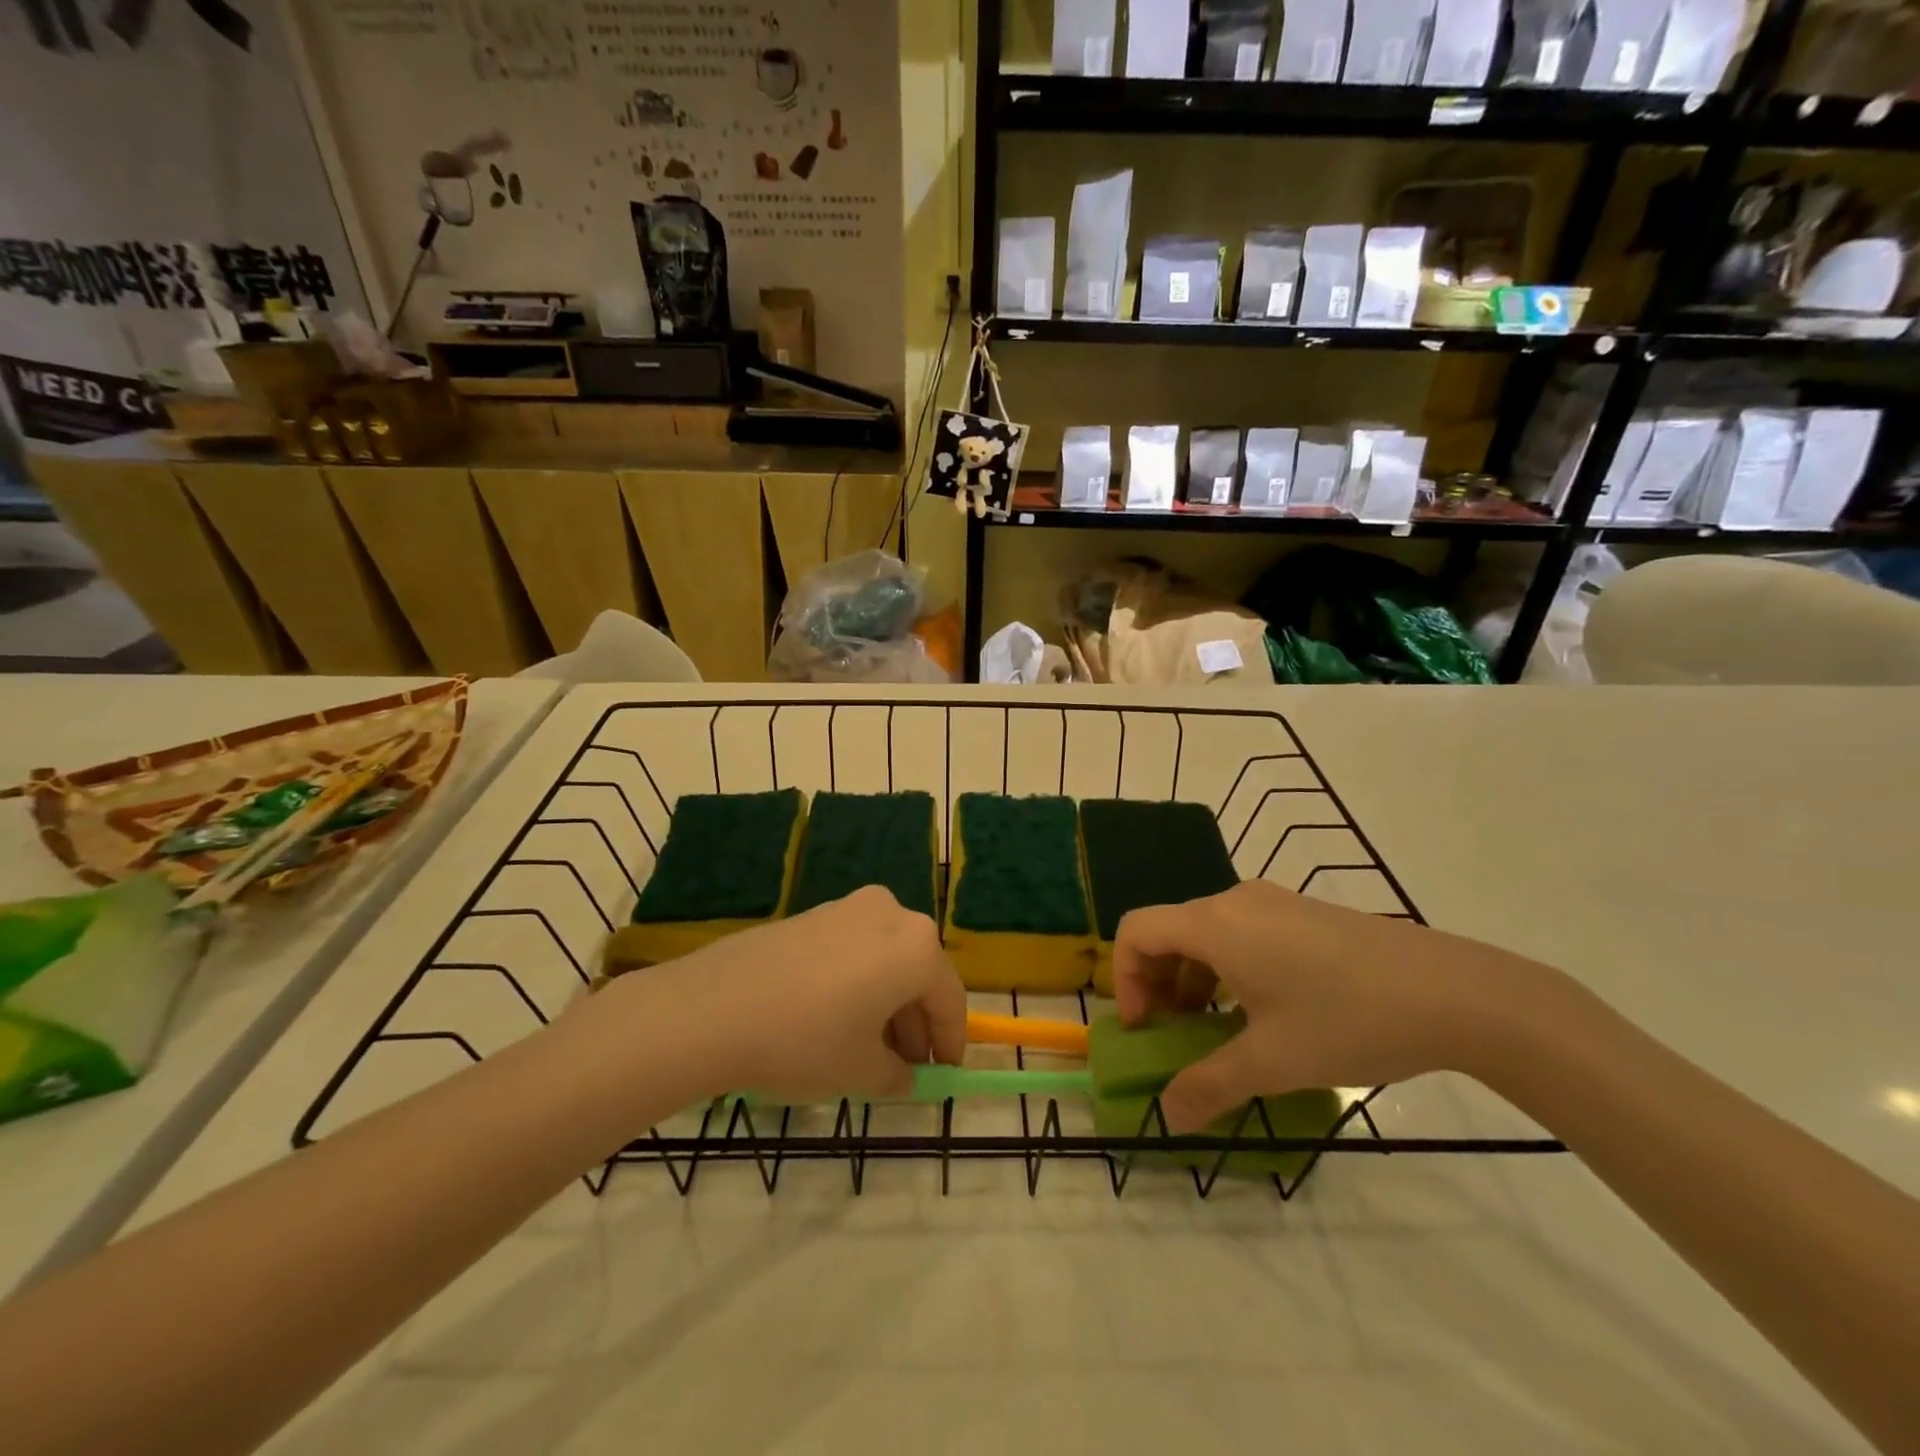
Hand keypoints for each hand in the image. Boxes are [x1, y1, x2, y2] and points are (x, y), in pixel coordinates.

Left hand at [608, 885, 968, 1103]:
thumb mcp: (860, 1071)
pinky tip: (834, 1018)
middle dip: (915, 1022)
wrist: (712, 1008)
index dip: (950, 1041)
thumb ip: (896, 1073)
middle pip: (918, 973)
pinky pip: (853, 950)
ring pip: (885, 959)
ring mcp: (848, 908)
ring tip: (866, 1047)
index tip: (944, 1073)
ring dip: (886, 1002)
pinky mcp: (813, 913)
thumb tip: (904, 1073)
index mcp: (916, 947)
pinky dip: (857, 982)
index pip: (949, 998)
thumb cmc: (804, 1041)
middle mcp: (891, 914)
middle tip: (904, 1065)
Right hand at [1113, 880, 1543, 1131]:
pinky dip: (1228, 968)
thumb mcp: (1272, 1062)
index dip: (1124, 978)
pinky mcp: (1304, 914)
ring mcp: (1274, 903)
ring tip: (1215, 1029)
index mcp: (1215, 924)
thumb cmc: (1347, 1019)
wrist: (1455, 993)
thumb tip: (1168, 1118)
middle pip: (1169, 931)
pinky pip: (1242, 933)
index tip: (1145, 1029)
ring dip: (1192, 979)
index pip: (1136, 930)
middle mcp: (1235, 901)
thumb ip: (1209, 1086)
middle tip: (1172, 1035)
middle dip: (1156, 984)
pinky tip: (1261, 1011)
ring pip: (1207, 933)